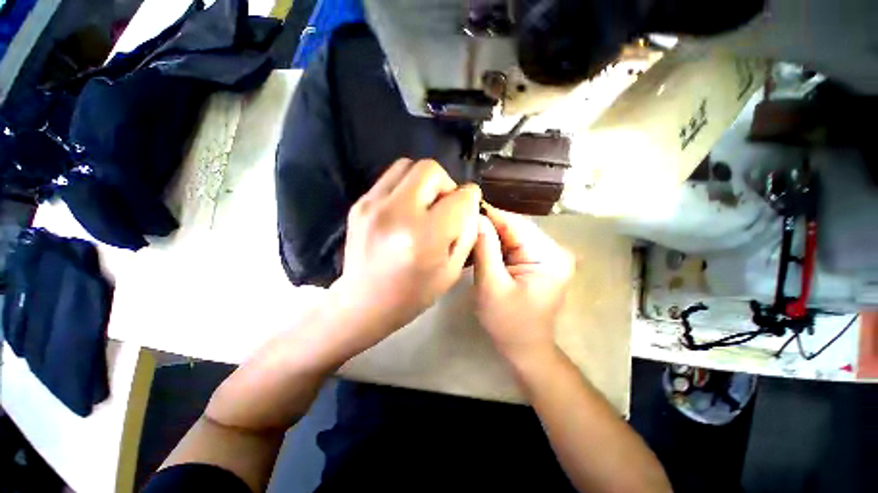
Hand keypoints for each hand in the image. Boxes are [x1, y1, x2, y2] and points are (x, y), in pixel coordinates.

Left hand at [335, 158, 480, 343]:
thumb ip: (467, 232)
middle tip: (444, 205)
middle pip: (431, 170)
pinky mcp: (360, 204)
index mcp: (424, 236)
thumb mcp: (452, 271)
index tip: (469, 204)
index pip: (458, 198)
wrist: (364, 302)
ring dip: (424, 181)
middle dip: (446, 184)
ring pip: (407, 166)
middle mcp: (396, 213)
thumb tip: (470, 201)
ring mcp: (372, 205)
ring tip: (424, 205)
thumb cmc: (413, 294)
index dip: (470, 198)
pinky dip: (405, 187)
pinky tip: (405, 210)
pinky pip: (389, 178)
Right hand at [473, 204, 573, 364]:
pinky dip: (496, 245)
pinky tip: (480, 248)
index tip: (465, 209)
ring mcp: (547, 255)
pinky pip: (513, 245)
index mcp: (549, 256)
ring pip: (512, 235)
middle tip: (463, 226)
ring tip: (468, 236)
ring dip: (490, 236)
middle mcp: (554, 250)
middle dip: (488, 227)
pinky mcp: (538, 261)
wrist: (524, 348)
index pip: (516, 223)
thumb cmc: (508, 323)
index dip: (489, 215)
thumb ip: (485, 249)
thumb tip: (477, 217)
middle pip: (515, 227)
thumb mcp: (491, 286)